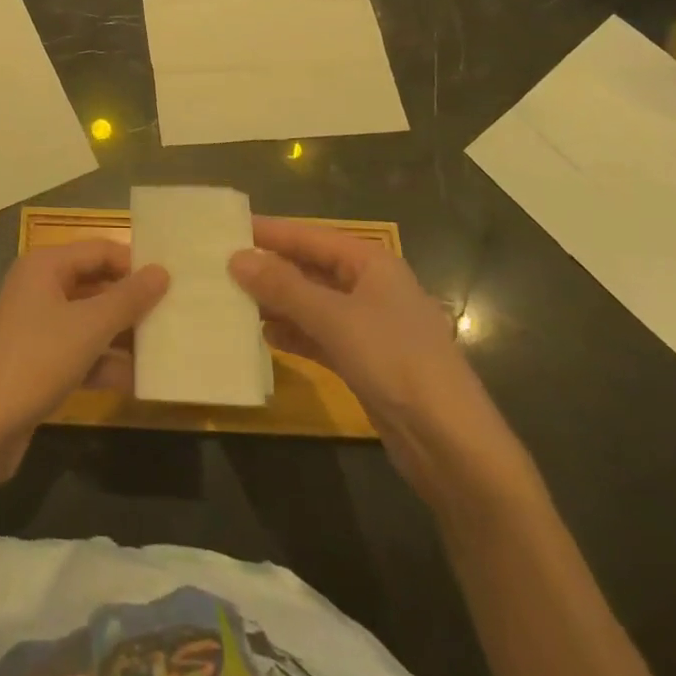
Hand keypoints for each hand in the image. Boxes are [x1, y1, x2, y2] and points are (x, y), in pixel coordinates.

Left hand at [0, 241, 167, 482]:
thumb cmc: (35, 361)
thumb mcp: (88, 327)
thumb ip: (128, 299)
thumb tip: (162, 271)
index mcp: (45, 265)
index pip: (100, 250)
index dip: (134, 264)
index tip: (173, 283)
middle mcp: (39, 288)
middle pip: (95, 284)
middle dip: (131, 302)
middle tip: (174, 315)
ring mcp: (37, 326)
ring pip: (89, 321)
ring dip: (122, 336)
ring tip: (165, 349)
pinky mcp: (38, 362)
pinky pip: (79, 352)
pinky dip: (103, 363)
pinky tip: (136, 382)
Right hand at [229, 217, 526, 502]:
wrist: (453, 447)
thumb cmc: (396, 362)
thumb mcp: (334, 319)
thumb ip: (283, 287)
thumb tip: (236, 258)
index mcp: (371, 263)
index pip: (310, 237)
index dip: (270, 233)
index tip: (228, 229)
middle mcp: (370, 287)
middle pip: (310, 268)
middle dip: (270, 269)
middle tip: (222, 268)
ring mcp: (369, 326)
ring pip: (312, 303)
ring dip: (278, 303)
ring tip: (234, 301)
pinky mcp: (365, 362)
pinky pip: (320, 336)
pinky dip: (294, 334)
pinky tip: (264, 336)